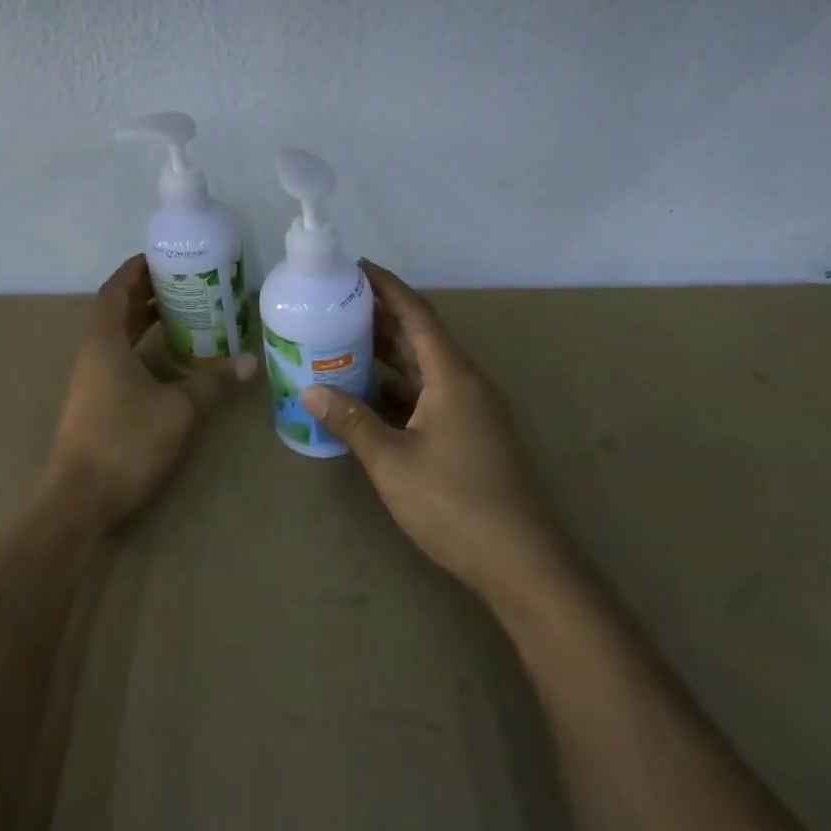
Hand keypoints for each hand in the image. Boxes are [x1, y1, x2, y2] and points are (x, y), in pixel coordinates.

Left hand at [48, 254, 256, 528]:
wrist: (80, 499)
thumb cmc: (125, 442)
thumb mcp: (178, 410)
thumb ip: (213, 383)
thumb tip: (251, 362)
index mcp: (103, 341)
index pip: (114, 290)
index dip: (135, 270)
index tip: (162, 257)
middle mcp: (92, 353)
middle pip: (115, 309)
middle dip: (145, 292)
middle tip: (183, 283)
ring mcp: (90, 379)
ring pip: (115, 336)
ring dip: (142, 320)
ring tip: (181, 313)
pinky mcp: (95, 402)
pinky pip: (117, 358)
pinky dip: (140, 347)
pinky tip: (167, 359)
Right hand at [301, 262, 569, 606]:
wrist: (521, 564)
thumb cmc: (455, 503)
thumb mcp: (393, 461)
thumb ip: (351, 421)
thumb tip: (309, 391)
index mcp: (453, 377)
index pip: (418, 315)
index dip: (388, 287)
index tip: (357, 267)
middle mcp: (465, 384)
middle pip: (420, 337)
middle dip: (380, 316)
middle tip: (336, 302)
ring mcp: (470, 411)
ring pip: (423, 368)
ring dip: (387, 353)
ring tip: (341, 339)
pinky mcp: (469, 435)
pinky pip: (427, 394)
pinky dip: (396, 386)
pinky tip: (364, 392)